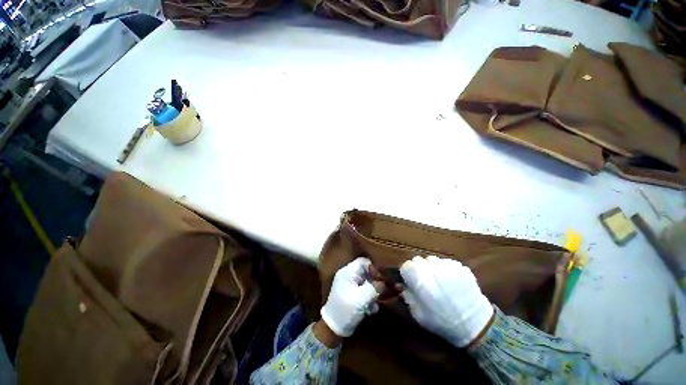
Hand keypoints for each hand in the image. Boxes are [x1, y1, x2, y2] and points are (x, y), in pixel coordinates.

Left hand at [320, 257, 381, 336]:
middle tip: (381, 293)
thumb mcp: (361, 299)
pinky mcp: (353, 294)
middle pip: (366, 273)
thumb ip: (374, 288)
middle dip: (375, 284)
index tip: (381, 279)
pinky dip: (369, 299)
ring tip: (374, 305)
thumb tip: (384, 282)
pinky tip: (370, 310)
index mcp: (348, 272)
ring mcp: (351, 285)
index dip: (373, 268)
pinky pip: (364, 291)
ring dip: (373, 294)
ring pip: (367, 283)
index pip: (363, 262)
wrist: (333, 328)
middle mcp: (349, 276)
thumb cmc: (345, 310)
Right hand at [400, 255, 493, 346]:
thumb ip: (407, 296)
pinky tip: (451, 282)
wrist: (476, 326)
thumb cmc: (442, 322)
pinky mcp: (461, 266)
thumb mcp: (419, 315)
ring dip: (432, 267)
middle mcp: (433, 270)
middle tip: (425, 281)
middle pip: (418, 260)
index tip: (411, 281)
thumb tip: (399, 284)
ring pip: (432, 259)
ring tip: (439, 281)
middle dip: (419, 269)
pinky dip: (445, 269)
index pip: (406, 265)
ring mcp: (448, 266)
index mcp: (421, 282)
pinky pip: (446, 262)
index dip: (407, 273)